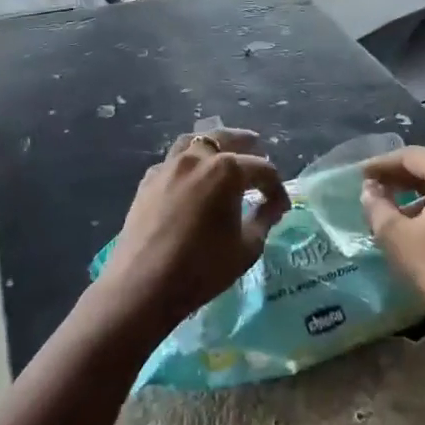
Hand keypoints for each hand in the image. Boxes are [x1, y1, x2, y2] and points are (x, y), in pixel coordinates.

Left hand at [97, 128, 290, 336]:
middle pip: (227, 139)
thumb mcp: (247, 247)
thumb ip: (264, 219)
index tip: (281, 206)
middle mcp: (197, 158)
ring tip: (224, 155)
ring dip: (214, 145)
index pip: (262, 169)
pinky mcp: (147, 181)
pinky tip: (192, 180)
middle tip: (259, 152)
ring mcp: (168, 166)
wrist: (142, 285)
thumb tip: (272, 206)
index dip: (276, 187)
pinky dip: (188, 163)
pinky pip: (173, 162)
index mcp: (227, 170)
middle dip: (247, 146)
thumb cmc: (202, 268)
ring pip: (195, 142)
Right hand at [360, 146, 424, 342]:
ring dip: (419, 192)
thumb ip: (378, 206)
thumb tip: (369, 189)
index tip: (360, 174)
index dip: (382, 164)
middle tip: (373, 186)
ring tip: (392, 207)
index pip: (411, 157)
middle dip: (401, 176)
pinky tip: (419, 222)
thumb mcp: (397, 236)